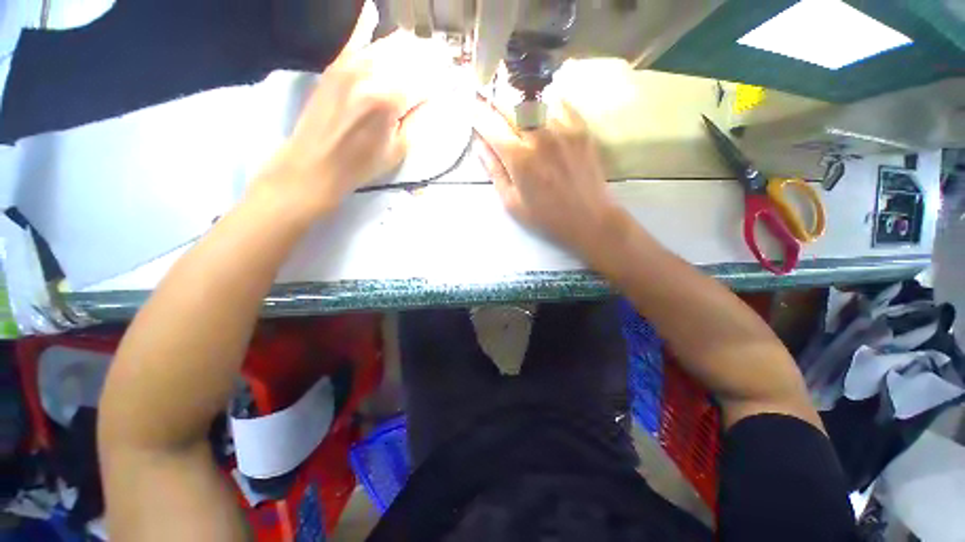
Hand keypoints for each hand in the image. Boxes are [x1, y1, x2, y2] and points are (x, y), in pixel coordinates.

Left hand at [251, 1, 450, 220]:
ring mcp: (352, 63)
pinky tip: (372, 10)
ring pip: (390, 42)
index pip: (428, 79)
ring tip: (423, 52)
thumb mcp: (399, 149)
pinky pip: (355, 35)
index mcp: (391, 98)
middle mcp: (373, 72)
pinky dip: (367, 23)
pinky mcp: (336, 63)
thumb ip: (419, 119)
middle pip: (412, 54)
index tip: (455, 80)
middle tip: (443, 64)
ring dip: (411, 46)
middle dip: (432, 58)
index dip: (444, 79)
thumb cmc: (362, 163)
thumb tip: (436, 99)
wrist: (316, 162)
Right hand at [473, 100, 622, 256]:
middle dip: (493, 103)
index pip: (490, 124)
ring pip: (533, 102)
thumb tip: (480, 144)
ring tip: (514, 113)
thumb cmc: (545, 218)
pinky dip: (545, 104)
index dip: (477, 113)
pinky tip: (541, 113)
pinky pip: (559, 103)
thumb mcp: (511, 203)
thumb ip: (494, 171)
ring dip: (518, 105)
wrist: (588, 220)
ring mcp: (562, 129)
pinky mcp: (581, 129)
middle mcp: (539, 136)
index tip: (469, 106)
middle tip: (487, 103)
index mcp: (518, 158)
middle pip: (509, 106)